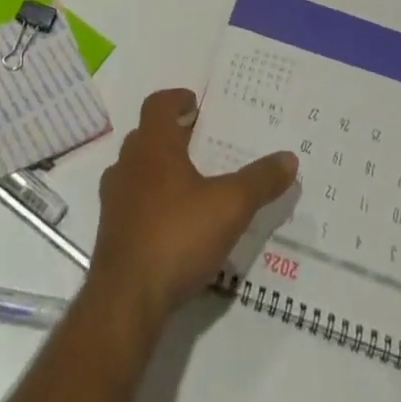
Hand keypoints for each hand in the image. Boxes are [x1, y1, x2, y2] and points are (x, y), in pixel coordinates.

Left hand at [87, 89, 297, 331]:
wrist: (125, 301)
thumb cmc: (177, 236)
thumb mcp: (230, 207)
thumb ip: (260, 181)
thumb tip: (290, 158)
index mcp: (153, 146)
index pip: (158, 105)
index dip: (176, 99)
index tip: (194, 103)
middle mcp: (128, 164)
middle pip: (146, 135)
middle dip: (170, 134)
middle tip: (197, 139)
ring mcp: (114, 200)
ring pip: (135, 169)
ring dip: (157, 169)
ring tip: (187, 182)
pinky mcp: (110, 234)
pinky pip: (130, 203)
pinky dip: (149, 202)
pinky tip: (172, 224)